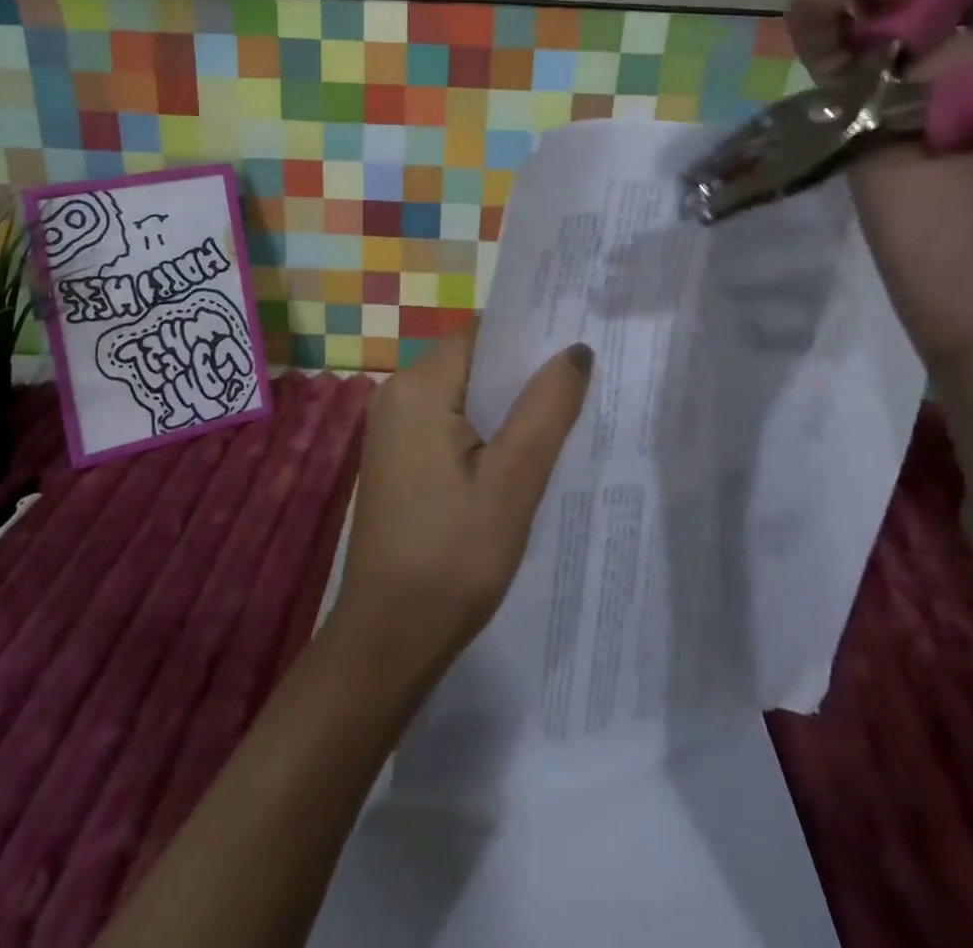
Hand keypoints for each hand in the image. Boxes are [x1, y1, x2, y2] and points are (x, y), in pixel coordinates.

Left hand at [332, 326, 592, 684]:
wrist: (389, 636)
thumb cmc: (454, 557)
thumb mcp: (513, 481)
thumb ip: (546, 408)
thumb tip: (574, 349)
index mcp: (418, 388)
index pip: (482, 335)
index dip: (529, 337)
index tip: (578, 347)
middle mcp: (395, 395)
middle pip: (471, 362)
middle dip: (522, 373)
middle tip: (583, 386)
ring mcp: (391, 428)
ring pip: (461, 394)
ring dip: (506, 405)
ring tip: (563, 417)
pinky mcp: (396, 457)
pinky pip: (446, 422)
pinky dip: (483, 429)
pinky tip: (519, 454)